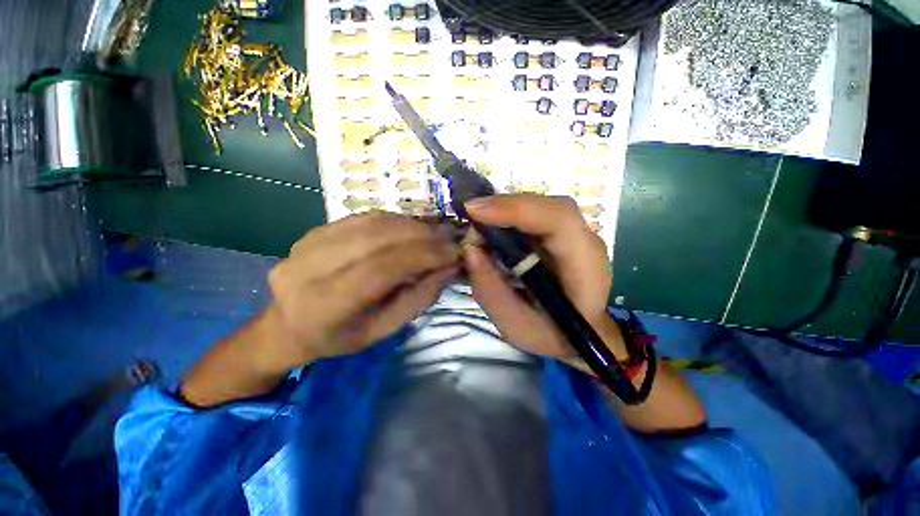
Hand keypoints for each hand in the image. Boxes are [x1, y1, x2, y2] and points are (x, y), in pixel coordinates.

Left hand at [265, 212, 459, 368]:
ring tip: (433, 231)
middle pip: (375, 240)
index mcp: (325, 306)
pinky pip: (361, 218)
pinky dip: (392, 220)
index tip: (453, 252)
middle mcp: (309, 269)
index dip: (422, 256)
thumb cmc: (340, 337)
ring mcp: (306, 245)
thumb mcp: (384, 330)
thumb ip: (418, 297)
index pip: (381, 269)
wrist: (287, 325)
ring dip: (409, 225)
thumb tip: (449, 267)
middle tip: (448, 237)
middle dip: (420, 235)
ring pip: (369, 224)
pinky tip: (409, 227)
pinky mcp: (313, 231)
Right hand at [463, 194, 625, 359]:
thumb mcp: (517, 327)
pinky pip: (535, 214)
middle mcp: (586, 241)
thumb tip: (470, 250)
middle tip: (469, 217)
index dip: (516, 209)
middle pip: (547, 205)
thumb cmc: (554, 336)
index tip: (475, 212)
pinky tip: (493, 227)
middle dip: (504, 206)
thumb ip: (491, 291)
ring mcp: (577, 233)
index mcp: (585, 267)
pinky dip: (510, 215)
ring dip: (505, 209)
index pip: (558, 220)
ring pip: (540, 205)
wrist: (584, 335)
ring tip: (478, 225)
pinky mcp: (563, 233)